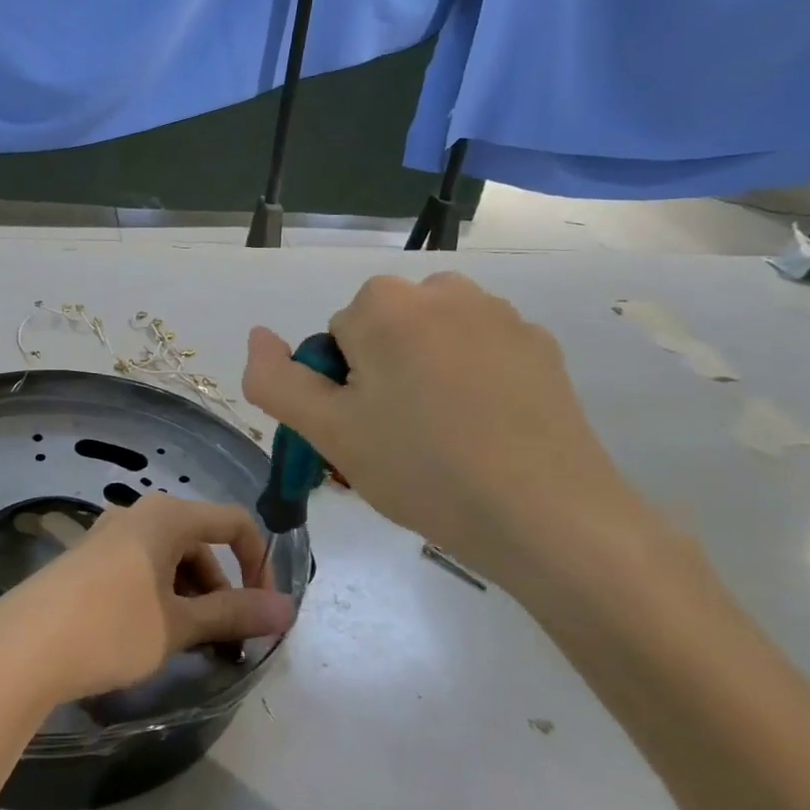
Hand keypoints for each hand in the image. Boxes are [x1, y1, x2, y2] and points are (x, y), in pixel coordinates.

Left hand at [0, 495, 295, 704]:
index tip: (263, 612)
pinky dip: (160, 596)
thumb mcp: (179, 624)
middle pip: (200, 543)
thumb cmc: (112, 627)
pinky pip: (141, 568)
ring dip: (191, 597)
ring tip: (188, 645)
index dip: (259, 564)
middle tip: (225, 642)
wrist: (23, 646)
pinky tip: (151, 635)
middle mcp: (138, 514)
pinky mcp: (88, 559)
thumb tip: (288, 608)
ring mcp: (109, 535)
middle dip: (221, 589)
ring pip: (170, 559)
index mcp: (167, 516)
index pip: (234, 524)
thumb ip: (235, 613)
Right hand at [242, 273, 674, 612]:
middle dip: (380, 379)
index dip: (340, 390)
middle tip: (396, 444)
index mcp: (384, 304)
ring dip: (423, 378)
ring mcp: (500, 316)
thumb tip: (257, 335)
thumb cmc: (423, 469)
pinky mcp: (541, 346)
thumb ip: (275, 380)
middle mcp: (442, 291)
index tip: (363, 436)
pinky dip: (471, 383)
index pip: (334, 340)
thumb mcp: (328, 431)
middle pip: (382, 334)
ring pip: (430, 342)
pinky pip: (479, 354)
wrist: (552, 518)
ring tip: (442, 443)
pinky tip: (486, 435)